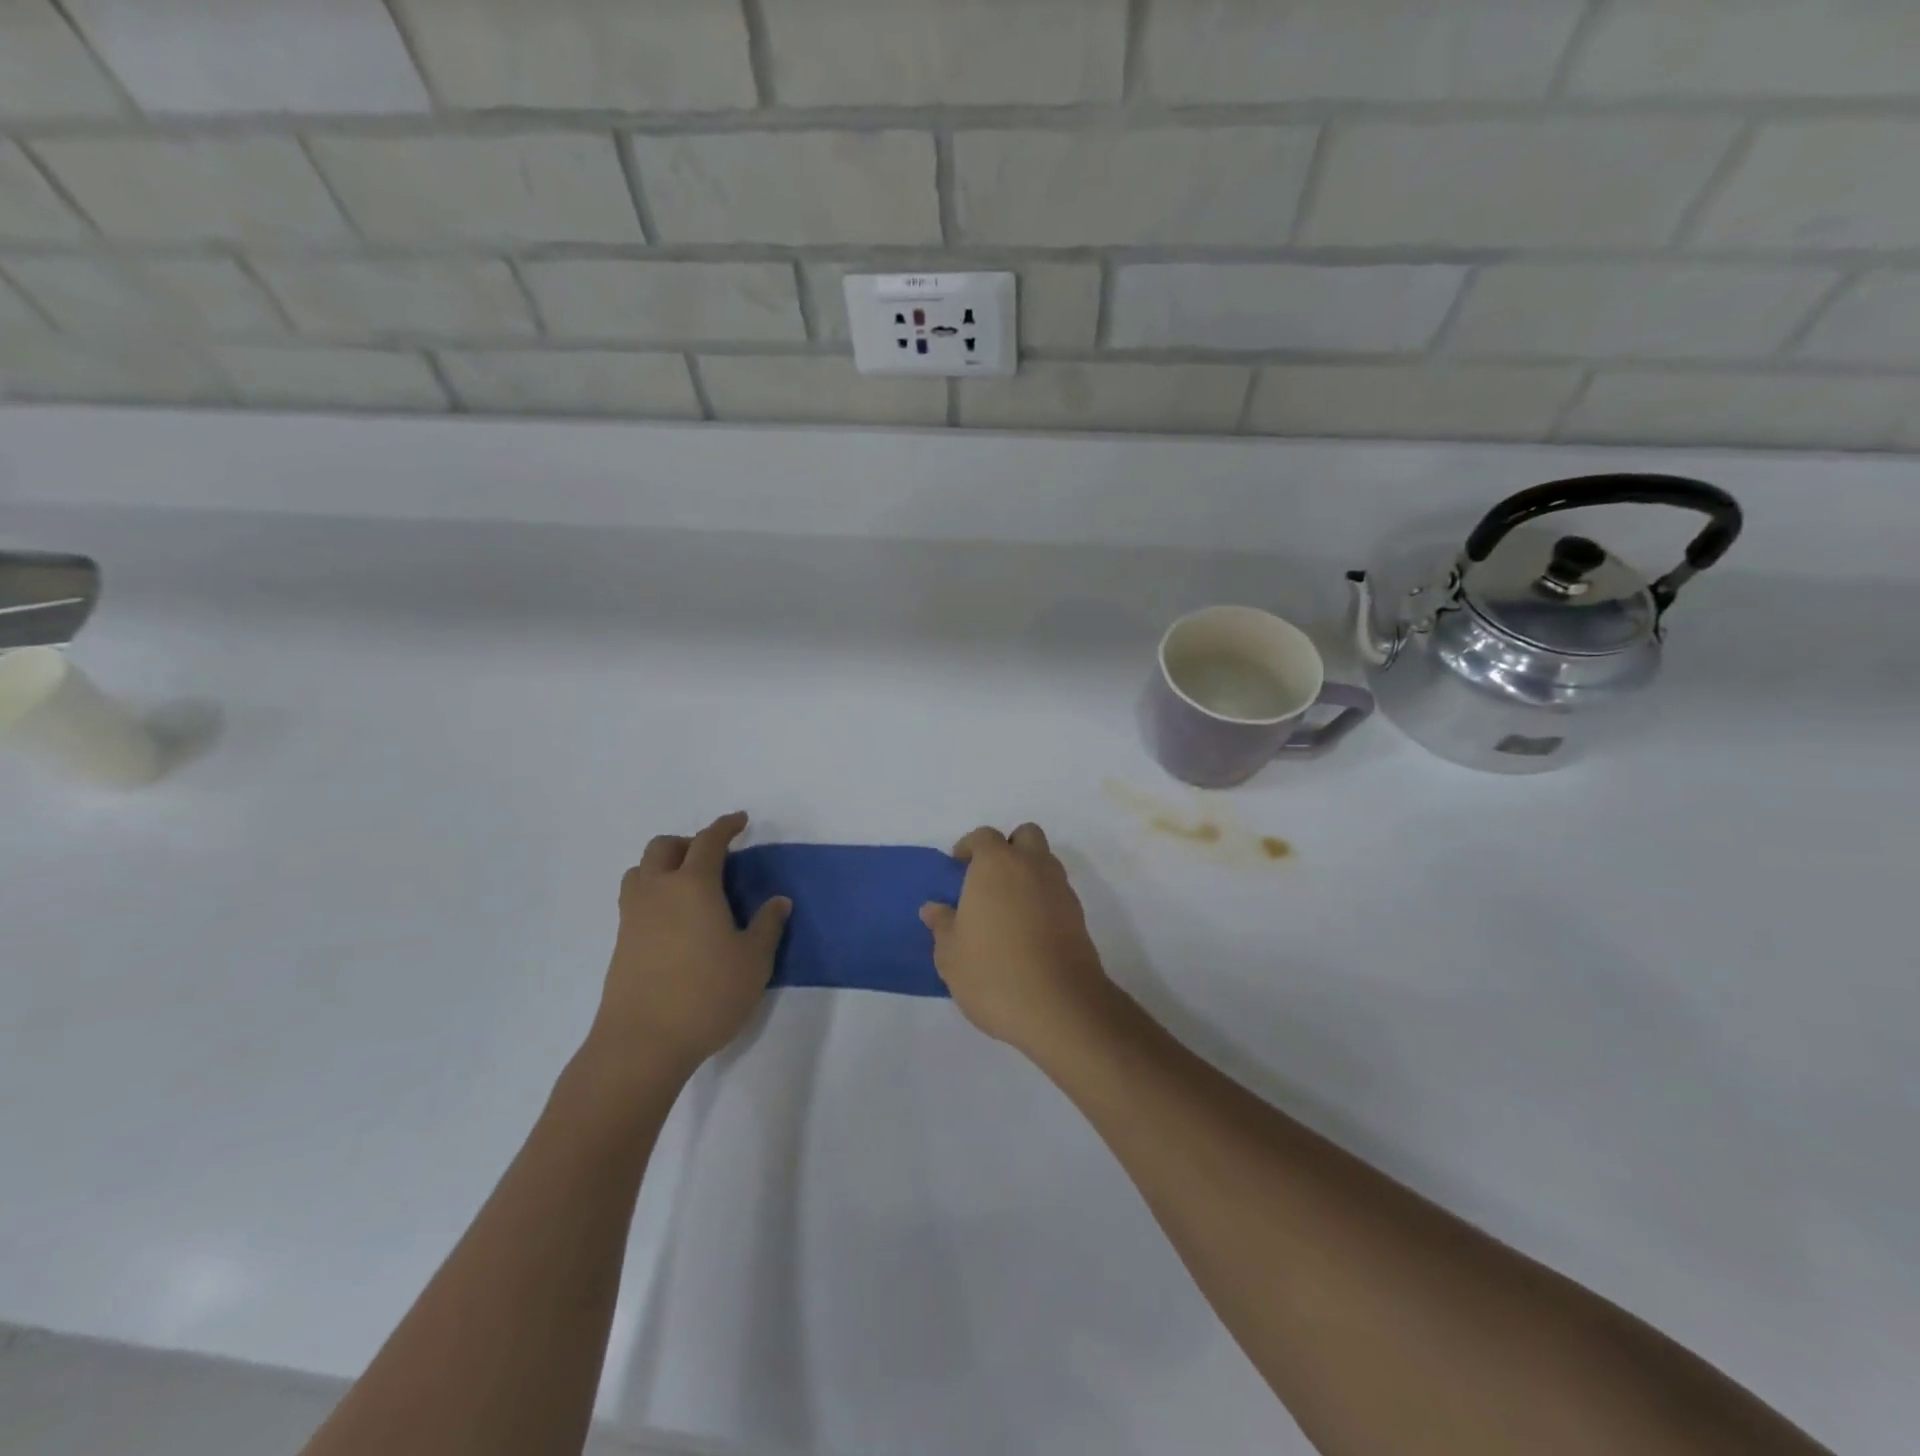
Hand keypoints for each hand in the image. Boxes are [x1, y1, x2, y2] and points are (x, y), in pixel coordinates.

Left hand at [587, 812, 789, 1081]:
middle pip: (664, 847)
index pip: (709, 841)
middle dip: (688, 843)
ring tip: (687, 886)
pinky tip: (674, 921)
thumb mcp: (753, 961)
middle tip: (713, 858)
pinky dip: (653, 893)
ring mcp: (633, 916)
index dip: (726, 826)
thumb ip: (767, 925)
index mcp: (693, 885)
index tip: (740, 821)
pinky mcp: (620, 943)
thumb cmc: (707, 994)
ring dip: (663, 866)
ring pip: (641, 871)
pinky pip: (634, 899)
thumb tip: (778, 901)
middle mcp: (658, 891)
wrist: (642, 1043)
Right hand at [920, 823, 1113, 1058]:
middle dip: (1009, 847)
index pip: (985, 837)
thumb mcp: (951, 954)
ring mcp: (1060, 889)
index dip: (970, 847)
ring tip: (1007, 908)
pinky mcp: (1078, 916)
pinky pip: (1057, 892)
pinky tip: (1027, 931)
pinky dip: (1043, 899)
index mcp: (997, 864)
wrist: (1058, 1006)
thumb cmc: (992, 972)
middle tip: (989, 878)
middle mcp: (1032, 866)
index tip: (958, 866)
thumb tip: (933, 908)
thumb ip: (942, 925)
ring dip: (1028, 872)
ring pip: (1045, 862)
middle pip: (1026, 836)